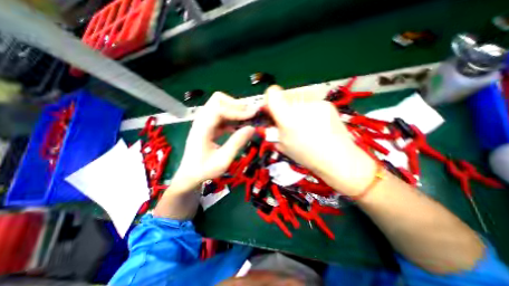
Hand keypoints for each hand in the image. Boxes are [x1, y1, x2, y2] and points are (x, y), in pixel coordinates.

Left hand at [173, 91, 256, 194]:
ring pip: (220, 105)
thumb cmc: (205, 170)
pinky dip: (232, 117)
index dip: (238, 110)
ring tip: (248, 118)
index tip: (253, 115)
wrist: (190, 175)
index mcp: (202, 128)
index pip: (220, 109)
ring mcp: (204, 122)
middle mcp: (202, 120)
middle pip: (218, 100)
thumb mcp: (223, 160)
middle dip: (236, 105)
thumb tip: (252, 128)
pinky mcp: (208, 126)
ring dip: (235, 110)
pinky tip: (239, 126)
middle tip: (250, 114)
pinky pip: (221, 115)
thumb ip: (237, 143)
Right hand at [267, 86, 376, 194]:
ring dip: (296, 107)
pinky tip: (316, 122)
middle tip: (289, 119)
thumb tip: (272, 118)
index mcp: (286, 118)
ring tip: (304, 122)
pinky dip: (309, 109)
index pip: (272, 93)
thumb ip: (274, 128)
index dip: (270, 98)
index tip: (273, 107)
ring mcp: (315, 103)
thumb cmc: (306, 154)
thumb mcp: (282, 144)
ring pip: (298, 97)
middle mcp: (300, 106)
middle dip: (284, 105)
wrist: (336, 157)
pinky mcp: (326, 103)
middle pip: (285, 94)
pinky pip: (311, 102)